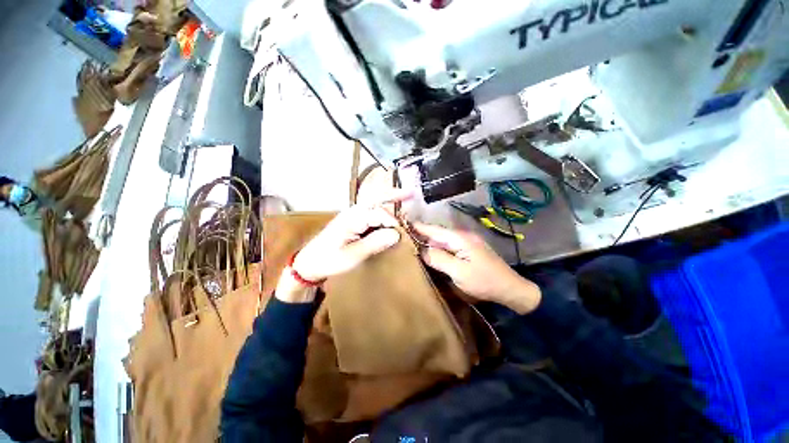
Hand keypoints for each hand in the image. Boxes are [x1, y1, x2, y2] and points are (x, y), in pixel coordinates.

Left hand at [276, 188, 411, 302]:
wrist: (311, 262)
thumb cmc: (330, 259)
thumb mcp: (353, 255)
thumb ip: (375, 243)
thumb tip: (396, 234)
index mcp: (352, 218)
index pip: (378, 214)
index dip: (392, 222)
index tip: (400, 235)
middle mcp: (354, 212)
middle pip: (377, 199)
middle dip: (394, 195)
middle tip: (412, 193)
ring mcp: (354, 215)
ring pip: (375, 203)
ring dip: (390, 200)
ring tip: (406, 197)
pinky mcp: (354, 220)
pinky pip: (372, 211)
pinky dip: (384, 210)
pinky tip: (392, 212)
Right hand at [414, 223, 540, 313]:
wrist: (510, 288)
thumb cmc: (484, 281)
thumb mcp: (459, 272)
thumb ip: (439, 259)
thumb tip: (422, 251)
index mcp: (460, 238)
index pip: (434, 230)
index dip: (419, 227)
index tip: (403, 224)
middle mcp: (463, 236)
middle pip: (438, 234)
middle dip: (422, 235)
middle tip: (405, 238)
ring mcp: (467, 243)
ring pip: (443, 240)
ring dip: (430, 242)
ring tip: (413, 244)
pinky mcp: (469, 250)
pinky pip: (449, 246)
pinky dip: (438, 248)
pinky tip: (431, 253)